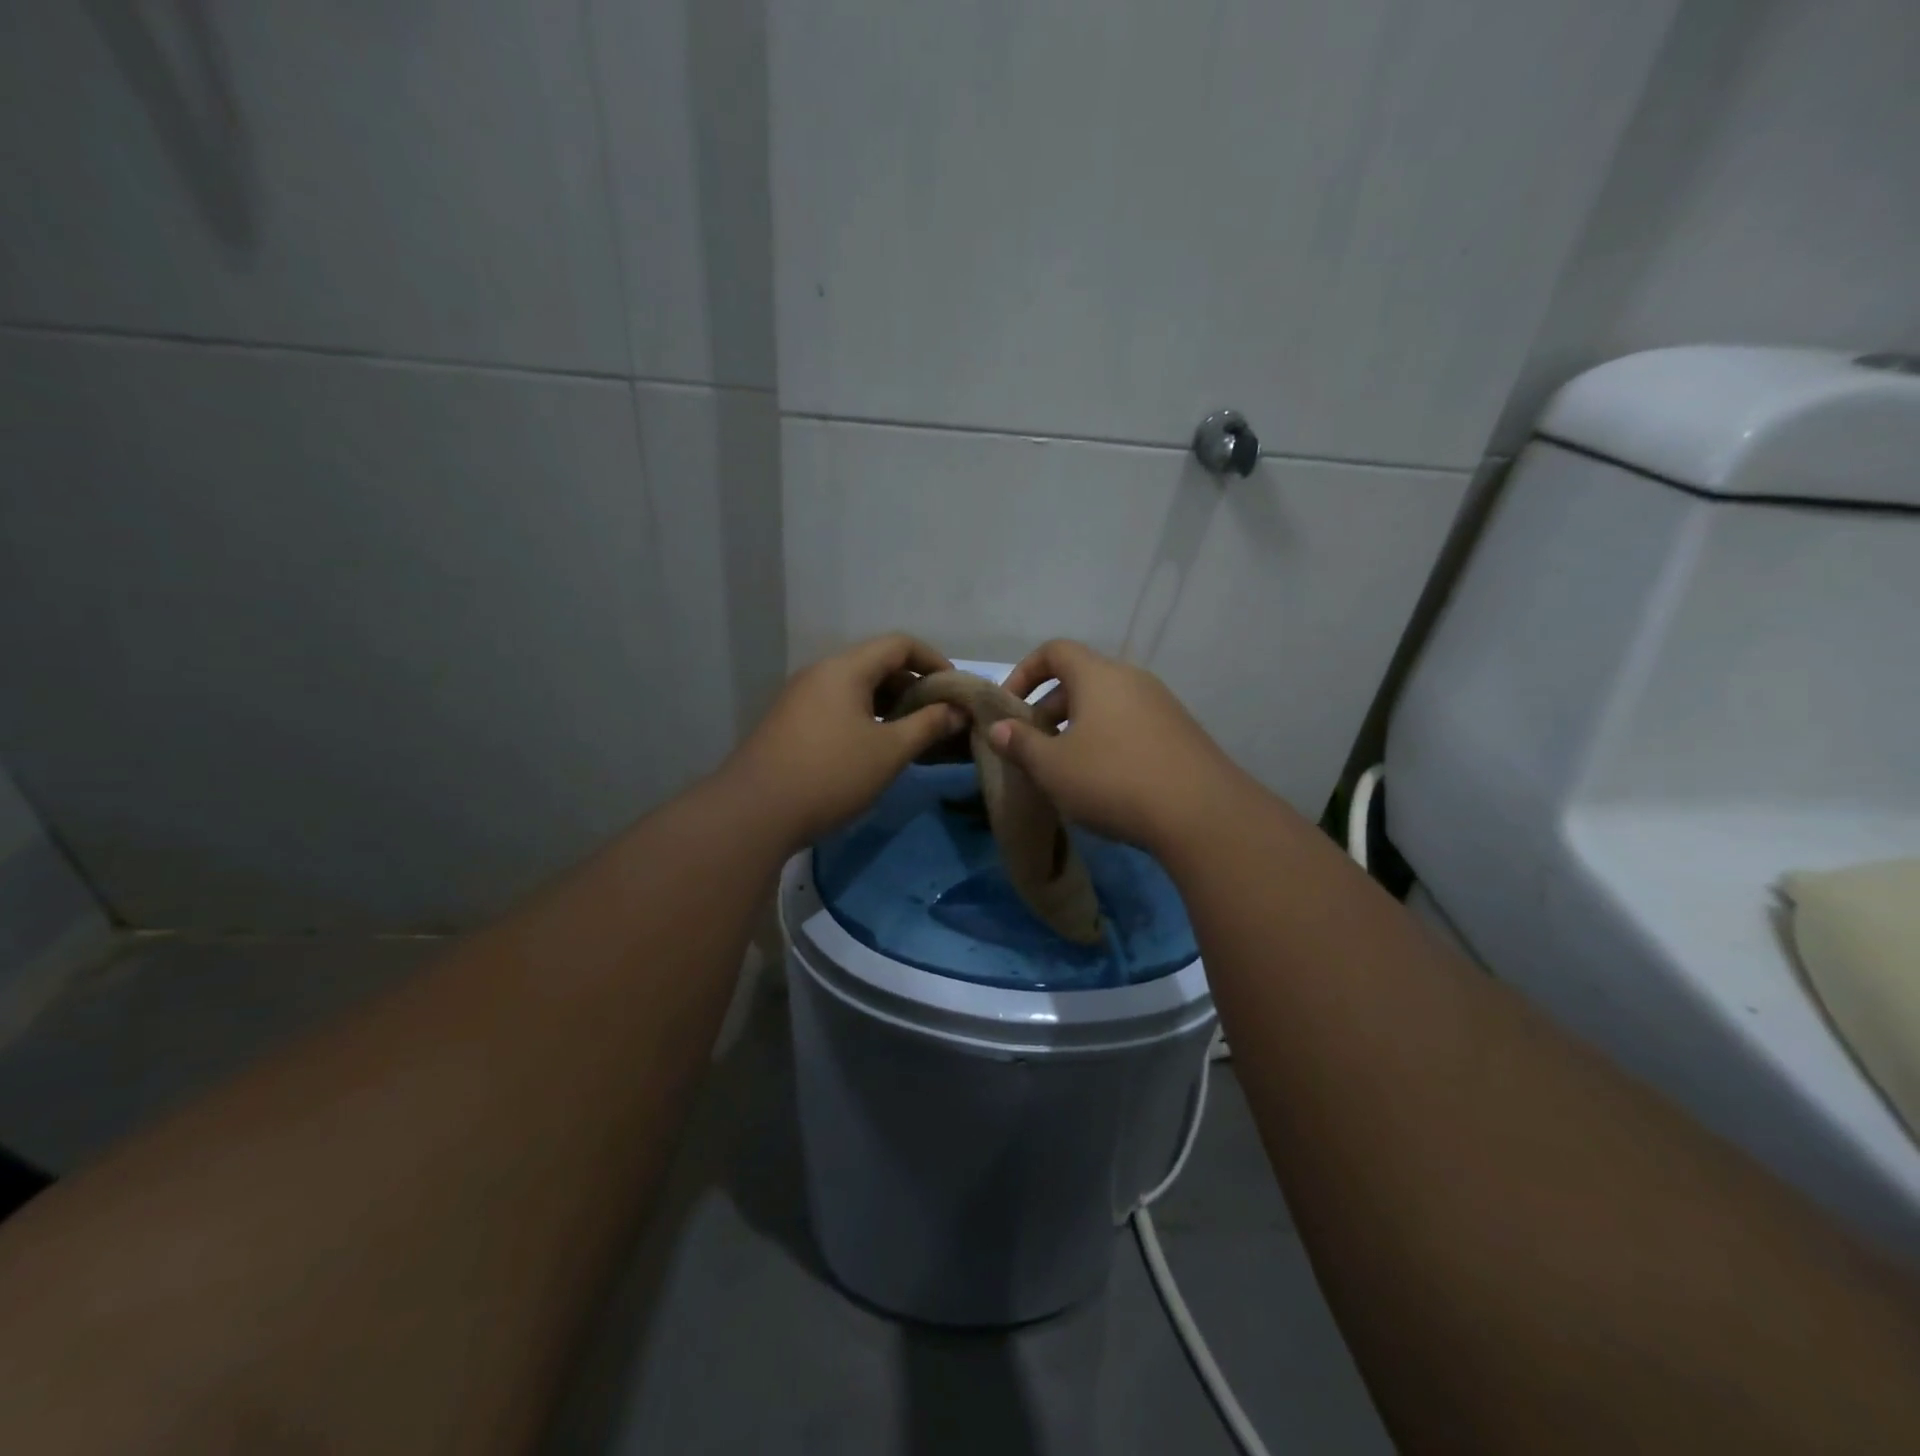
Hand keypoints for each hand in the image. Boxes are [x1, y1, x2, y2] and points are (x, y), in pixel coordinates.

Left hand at [726, 634, 963, 849]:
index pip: (899, 645)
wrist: (754, 813)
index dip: (934, 661)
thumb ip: (928, 726)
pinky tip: (878, 748)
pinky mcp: (791, 723)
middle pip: (877, 664)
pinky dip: (866, 718)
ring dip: (890, 705)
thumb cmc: (831, 775)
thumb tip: (957, 711)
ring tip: (914, 734)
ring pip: (857, 688)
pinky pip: (838, 707)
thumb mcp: (889, 751)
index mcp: (845, 669)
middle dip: (914, 685)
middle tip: (940, 717)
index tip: (956, 691)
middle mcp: (820, 673)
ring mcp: (801, 698)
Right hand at [988, 640, 1246, 852]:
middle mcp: (1132, 679)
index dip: (1024, 672)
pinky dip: (1107, 741)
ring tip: (1065, 767)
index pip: (1054, 650)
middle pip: (1081, 678)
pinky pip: (1131, 725)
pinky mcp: (1181, 733)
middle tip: (1033, 746)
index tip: (1009, 707)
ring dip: (1078, 728)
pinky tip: (1104, 781)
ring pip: (1107, 705)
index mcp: (1098, 675)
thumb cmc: (1112, 779)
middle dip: (1048, 708)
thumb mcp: (1052, 766)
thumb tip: (998, 728)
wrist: (1201, 814)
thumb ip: (1021, 743)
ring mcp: (1162, 705)